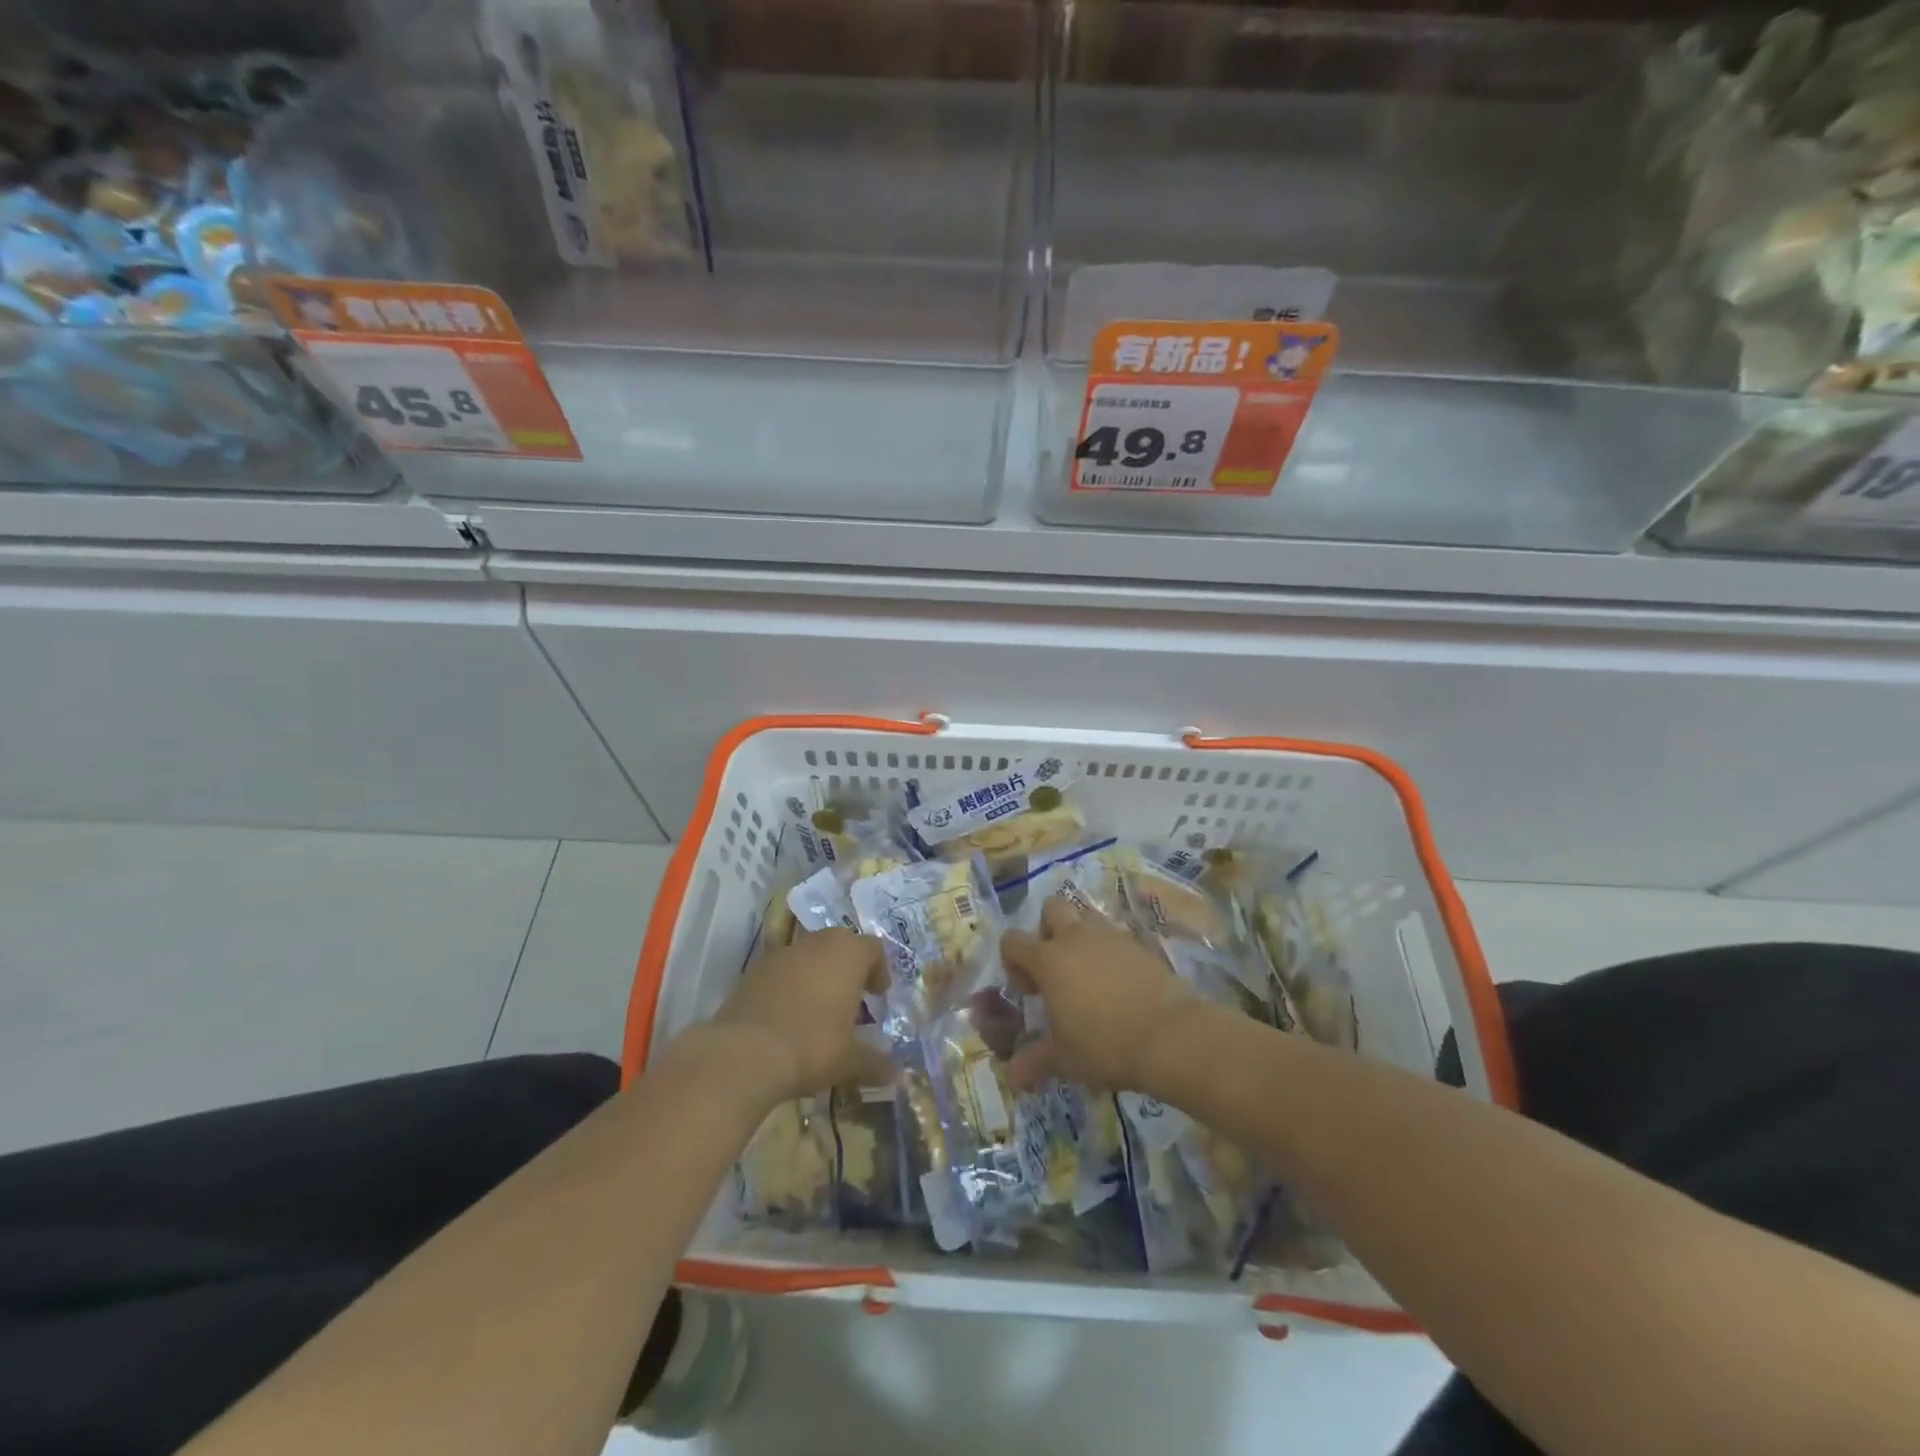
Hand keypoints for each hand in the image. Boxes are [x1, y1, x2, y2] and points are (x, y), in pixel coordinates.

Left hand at [706, 928, 892, 1102]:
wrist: (743, 1053)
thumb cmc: (811, 1046)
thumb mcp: (849, 1060)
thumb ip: (875, 1062)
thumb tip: (898, 1075)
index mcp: (847, 954)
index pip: (872, 949)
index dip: (879, 970)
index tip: (879, 995)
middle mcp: (816, 943)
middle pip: (840, 945)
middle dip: (848, 968)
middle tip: (852, 999)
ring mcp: (782, 954)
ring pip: (809, 955)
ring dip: (818, 974)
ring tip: (820, 1009)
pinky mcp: (754, 970)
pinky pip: (783, 970)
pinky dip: (791, 985)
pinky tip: (789, 1016)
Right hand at [1000, 895, 1203, 1092]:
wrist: (1170, 1035)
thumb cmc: (1106, 1044)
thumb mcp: (1065, 1059)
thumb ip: (1034, 1061)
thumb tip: (1012, 1076)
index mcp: (1049, 960)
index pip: (1013, 940)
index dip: (1013, 961)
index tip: (1030, 991)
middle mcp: (1077, 938)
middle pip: (1052, 908)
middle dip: (1047, 930)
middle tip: (1057, 967)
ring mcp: (1111, 937)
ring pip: (1086, 916)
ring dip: (1080, 936)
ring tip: (1089, 975)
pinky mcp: (1140, 944)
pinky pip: (1116, 936)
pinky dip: (1110, 952)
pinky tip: (1119, 984)